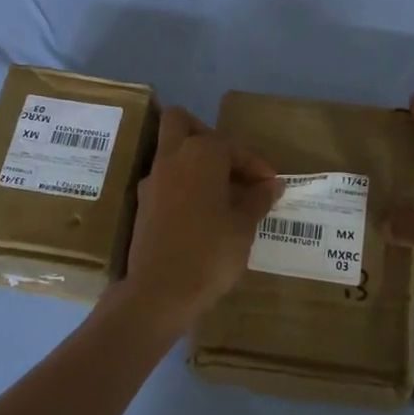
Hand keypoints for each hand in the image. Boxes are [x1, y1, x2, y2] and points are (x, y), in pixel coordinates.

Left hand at [120, 107, 281, 328]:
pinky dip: (182, 186)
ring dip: (193, 163)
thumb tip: (271, 185)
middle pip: (182, 123)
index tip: (271, 186)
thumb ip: (257, 199)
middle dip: (206, 135)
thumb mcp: (244, 226)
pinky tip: (201, 213)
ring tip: (220, 193)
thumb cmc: (210, 252)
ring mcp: (151, 180)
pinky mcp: (142, 204)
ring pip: (170, 152)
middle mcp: (171, 158)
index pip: (234, 147)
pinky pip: (165, 181)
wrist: (160, 291)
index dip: (256, 166)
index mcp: (201, 154)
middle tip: (230, 166)